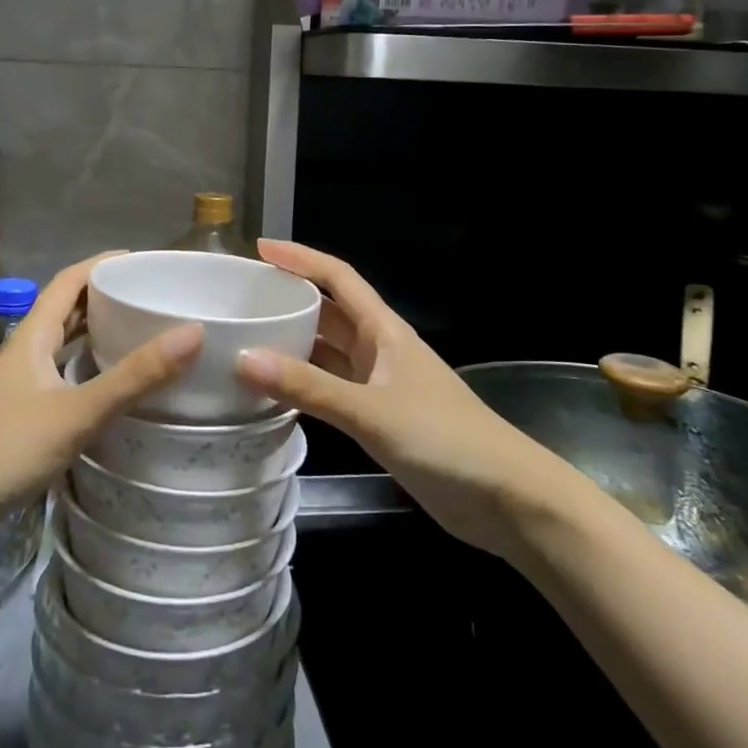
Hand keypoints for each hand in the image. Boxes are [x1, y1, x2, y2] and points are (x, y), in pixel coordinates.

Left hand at [0, 253, 200, 563]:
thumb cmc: (5, 450)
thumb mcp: (76, 412)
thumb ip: (134, 377)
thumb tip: (193, 332)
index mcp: (33, 334)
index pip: (71, 279)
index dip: (105, 263)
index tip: (146, 261)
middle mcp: (26, 350)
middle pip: (68, 307)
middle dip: (107, 296)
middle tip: (153, 297)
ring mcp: (20, 383)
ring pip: (64, 342)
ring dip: (98, 331)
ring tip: (142, 333)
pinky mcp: (20, 413)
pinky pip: (62, 373)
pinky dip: (88, 367)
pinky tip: (111, 385)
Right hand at [234, 239, 576, 558]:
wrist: (507, 498)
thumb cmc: (444, 439)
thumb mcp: (371, 411)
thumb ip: (309, 387)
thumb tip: (243, 358)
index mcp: (383, 330)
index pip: (338, 278)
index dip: (301, 258)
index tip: (260, 250)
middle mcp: (379, 349)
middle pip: (329, 312)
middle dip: (289, 299)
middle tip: (241, 298)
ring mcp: (381, 384)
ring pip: (328, 352)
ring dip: (294, 343)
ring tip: (246, 339)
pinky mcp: (381, 418)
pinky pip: (332, 388)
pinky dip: (305, 384)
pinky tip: (275, 392)